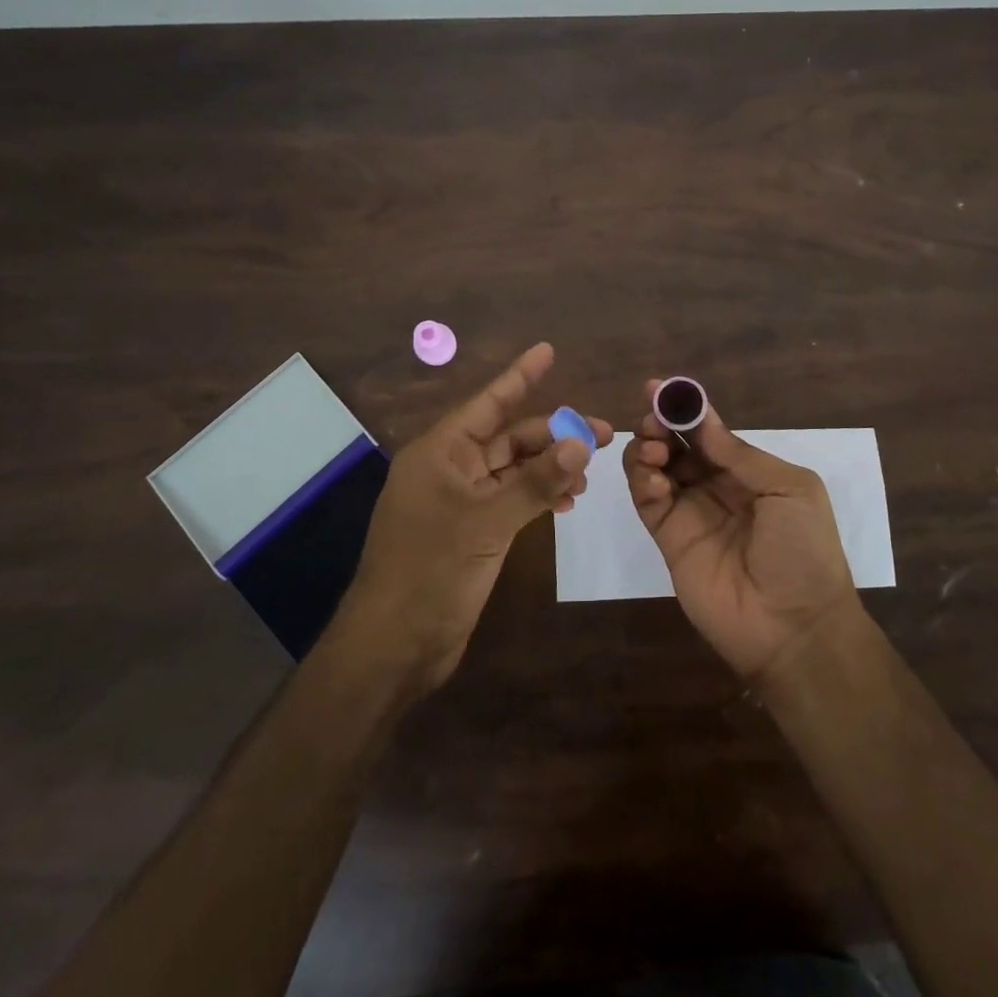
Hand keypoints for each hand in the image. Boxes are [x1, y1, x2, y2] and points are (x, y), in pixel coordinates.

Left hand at [339, 343, 611, 692]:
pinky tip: (566, 503)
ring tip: (589, 476)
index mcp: (440, 452)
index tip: (548, 350)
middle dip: (553, 433)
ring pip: (513, 469)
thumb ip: (536, 481)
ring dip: (550, 467)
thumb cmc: (431, 571)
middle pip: (508, 437)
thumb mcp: (487, 522)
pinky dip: (538, 496)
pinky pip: (511, 499)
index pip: (487, 402)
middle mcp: (449, 468)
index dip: (520, 376)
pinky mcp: (470, 531)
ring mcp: (459, 501)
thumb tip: (581, 440)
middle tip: (604, 435)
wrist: (394, 646)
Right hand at [622, 379, 860, 685]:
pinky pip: (647, 502)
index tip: (660, 388)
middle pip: (677, 445)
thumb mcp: (789, 490)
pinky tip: (654, 480)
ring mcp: (690, 512)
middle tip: (652, 421)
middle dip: (661, 425)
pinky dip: (642, 482)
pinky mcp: (669, 539)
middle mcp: (716, 487)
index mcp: (749, 471)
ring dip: (648, 450)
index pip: (709, 432)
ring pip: (656, 468)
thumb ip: (740, 454)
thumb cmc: (803, 550)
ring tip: (654, 452)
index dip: (685, 409)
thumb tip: (701, 419)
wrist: (794, 627)